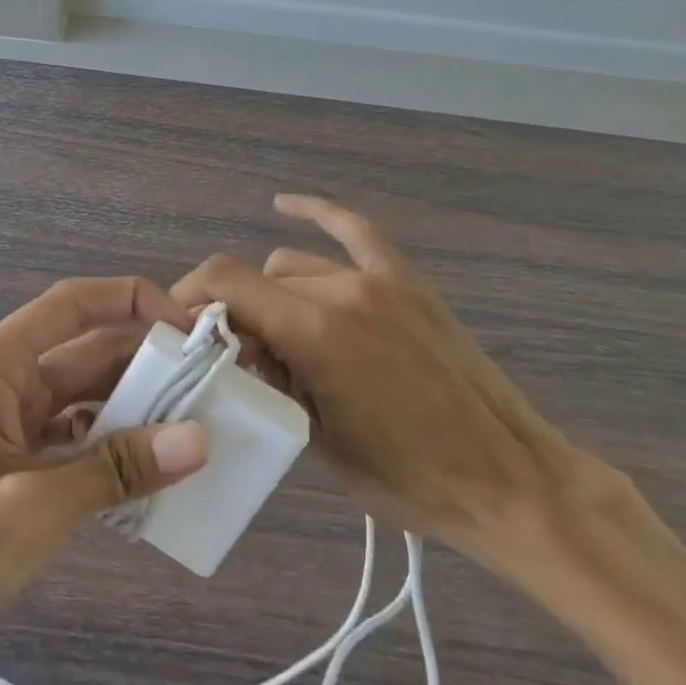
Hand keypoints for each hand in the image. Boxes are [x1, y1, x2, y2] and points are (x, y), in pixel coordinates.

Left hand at [0, 277, 207, 684]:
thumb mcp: (31, 509)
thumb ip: (116, 470)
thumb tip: (199, 440)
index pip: (71, 306)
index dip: (133, 301)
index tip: (191, 329)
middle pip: (83, 354)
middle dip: (146, 365)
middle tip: (213, 388)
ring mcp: (0, 429)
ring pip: (80, 401)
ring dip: (133, 412)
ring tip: (197, 430)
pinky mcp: (5, 470)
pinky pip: (69, 443)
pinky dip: (108, 452)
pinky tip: (150, 475)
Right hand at [172, 196, 612, 564]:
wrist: (505, 480)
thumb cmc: (405, 477)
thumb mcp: (315, 436)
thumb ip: (269, 379)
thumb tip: (241, 349)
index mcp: (315, 331)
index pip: (224, 282)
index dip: (189, 299)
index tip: (180, 333)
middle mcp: (342, 290)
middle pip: (257, 281)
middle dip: (235, 315)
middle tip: (239, 363)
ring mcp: (379, 281)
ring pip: (294, 266)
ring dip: (272, 295)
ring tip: (278, 339)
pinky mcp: (408, 284)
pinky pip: (355, 232)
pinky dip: (318, 214)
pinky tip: (285, 204)